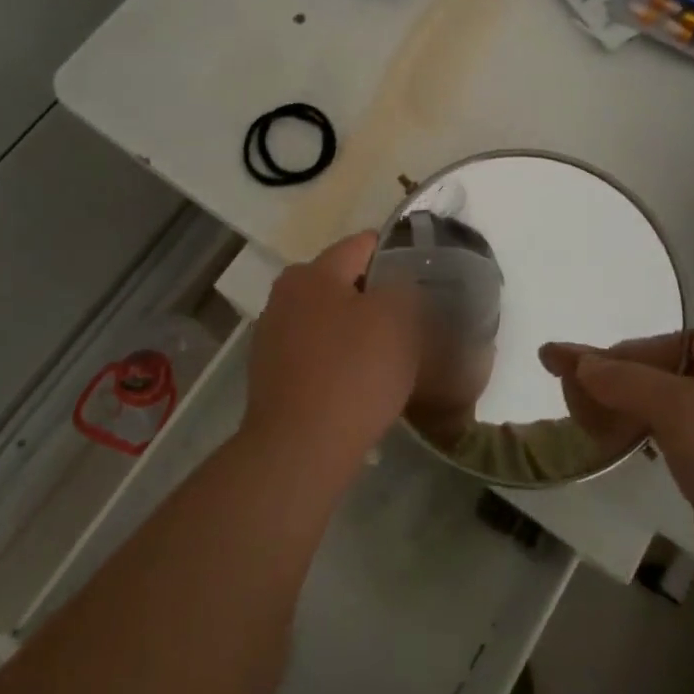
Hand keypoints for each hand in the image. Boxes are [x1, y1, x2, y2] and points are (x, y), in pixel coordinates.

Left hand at [244, 232, 422, 476]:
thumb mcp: (398, 317)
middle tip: (410, 319)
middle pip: (341, 283)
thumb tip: (395, 287)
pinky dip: (336, 362)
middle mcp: (284, 295)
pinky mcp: (270, 376)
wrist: (300, 449)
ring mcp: (272, 337)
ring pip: (327, 320)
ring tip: (388, 356)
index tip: (423, 274)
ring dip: (354, 331)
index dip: (396, 253)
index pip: (362, 245)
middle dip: (374, 296)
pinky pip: (315, 355)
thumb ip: (403, 287)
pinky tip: (358, 385)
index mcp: (312, 272)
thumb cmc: (353, 373)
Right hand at [543, 331, 693, 615]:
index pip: (674, 342)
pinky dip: (640, 441)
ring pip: (664, 413)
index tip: (589, 369)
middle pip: (663, 376)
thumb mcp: (677, 407)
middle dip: (617, 381)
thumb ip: (623, 379)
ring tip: (584, 423)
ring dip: (624, 411)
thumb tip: (576, 361)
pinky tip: (619, 450)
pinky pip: (671, 447)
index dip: (630, 350)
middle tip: (573, 397)